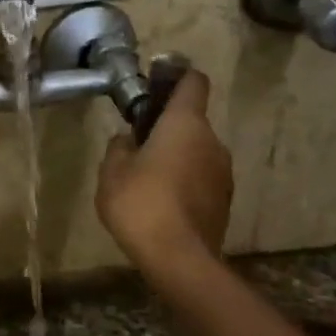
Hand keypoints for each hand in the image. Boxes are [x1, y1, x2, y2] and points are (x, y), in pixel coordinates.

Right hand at [96, 65, 232, 268]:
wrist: (179, 258)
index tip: (157, 84)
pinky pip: (201, 178)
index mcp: (185, 124)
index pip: (193, 82)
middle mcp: (212, 141)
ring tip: (146, 181)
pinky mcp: (224, 200)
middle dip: (166, 128)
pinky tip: (161, 203)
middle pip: (191, 121)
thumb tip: (128, 140)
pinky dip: (184, 182)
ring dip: (176, 157)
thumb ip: (119, 147)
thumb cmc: (141, 204)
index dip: (177, 77)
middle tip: (137, 146)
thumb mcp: (111, 172)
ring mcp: (223, 172)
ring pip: (196, 152)